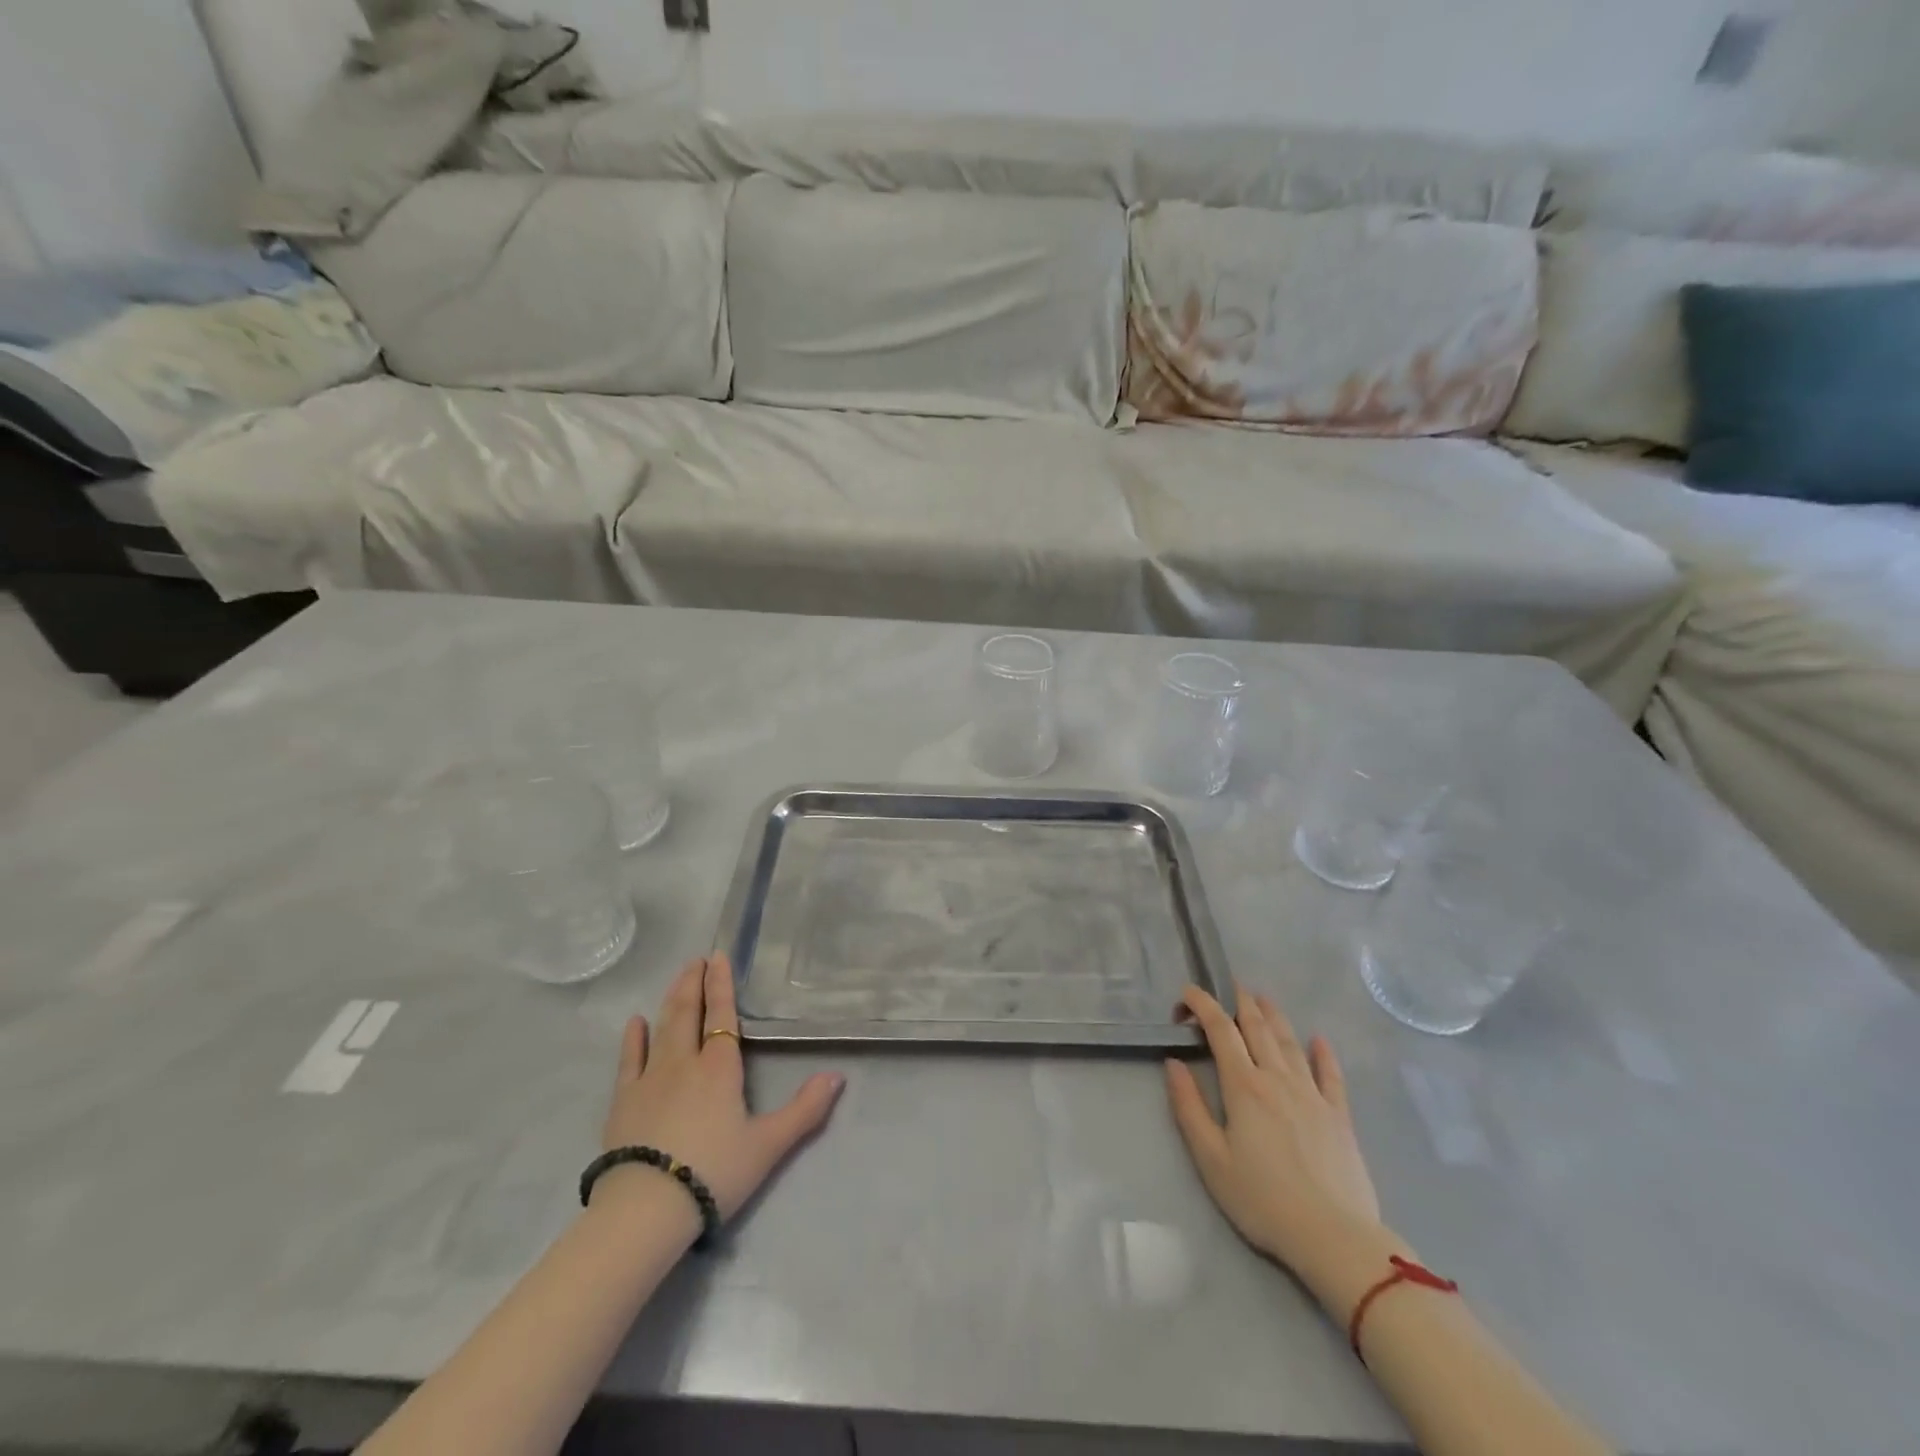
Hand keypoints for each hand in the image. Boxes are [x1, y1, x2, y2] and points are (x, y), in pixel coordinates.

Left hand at [599, 954, 844, 1223]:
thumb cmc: (713, 1173)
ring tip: (677, 978)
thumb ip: (805, 1110)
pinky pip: (629, 1060)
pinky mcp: (623, 1101)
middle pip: (689, 1013)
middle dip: (694, 983)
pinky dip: (633, 1038)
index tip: (719, 957)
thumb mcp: (768, 1146)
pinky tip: (635, 1022)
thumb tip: (837, 1076)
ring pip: (662, 1028)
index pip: (723, 1016)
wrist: (645, 1210)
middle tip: (696, 959)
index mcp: (720, 1068)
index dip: (722, 985)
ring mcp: (649, 1079)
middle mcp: (684, 1063)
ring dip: (671, 1000)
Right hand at [1166, 985, 1383, 1278]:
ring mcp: (1312, 1095)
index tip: (1186, 995)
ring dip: (1274, 1015)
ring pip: (1290, 1042)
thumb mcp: (1210, 1159)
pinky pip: (1331, 1074)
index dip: (1202, 1005)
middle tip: (1230, 986)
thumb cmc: (1262, 1200)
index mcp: (1243, 1086)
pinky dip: (1323, 1053)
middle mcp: (1278, 1078)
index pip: (1221, 1029)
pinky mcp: (1339, 1116)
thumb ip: (1189, 1107)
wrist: (1334, 1237)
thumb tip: (1173, 1064)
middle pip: (1258, 1027)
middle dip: (1241, 1002)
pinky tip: (1319, 1040)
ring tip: (1263, 998)